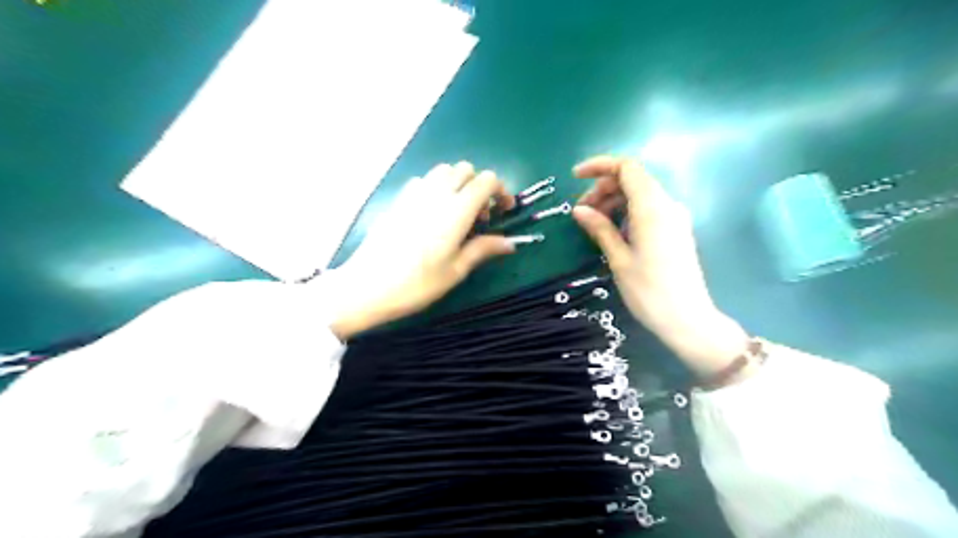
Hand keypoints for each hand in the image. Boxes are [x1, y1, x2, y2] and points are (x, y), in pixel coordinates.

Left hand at [323, 162, 516, 340]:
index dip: (501, 190)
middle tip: (480, 216)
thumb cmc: (417, 283)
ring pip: (443, 170)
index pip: (486, 180)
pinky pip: (422, 180)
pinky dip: (435, 188)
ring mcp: (413, 193)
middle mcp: (436, 193)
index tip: (503, 210)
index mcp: (456, 210)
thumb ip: (484, 249)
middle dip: (479, 186)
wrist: (368, 286)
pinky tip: (431, 214)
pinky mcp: (397, 199)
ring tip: (456, 213)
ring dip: (457, 184)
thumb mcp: (456, 271)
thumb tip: (511, 243)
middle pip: (465, 169)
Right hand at [566, 155, 747, 377]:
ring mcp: (675, 217)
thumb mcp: (619, 258)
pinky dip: (627, 212)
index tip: (575, 177)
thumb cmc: (648, 291)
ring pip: (640, 194)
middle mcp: (668, 205)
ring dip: (614, 201)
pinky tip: (614, 232)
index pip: (627, 168)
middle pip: (633, 180)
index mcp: (652, 208)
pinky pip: (648, 209)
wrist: (687, 319)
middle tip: (581, 212)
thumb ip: (600, 228)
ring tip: (593, 224)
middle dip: (603, 188)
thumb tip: (579, 210)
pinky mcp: (676, 230)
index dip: (599, 166)